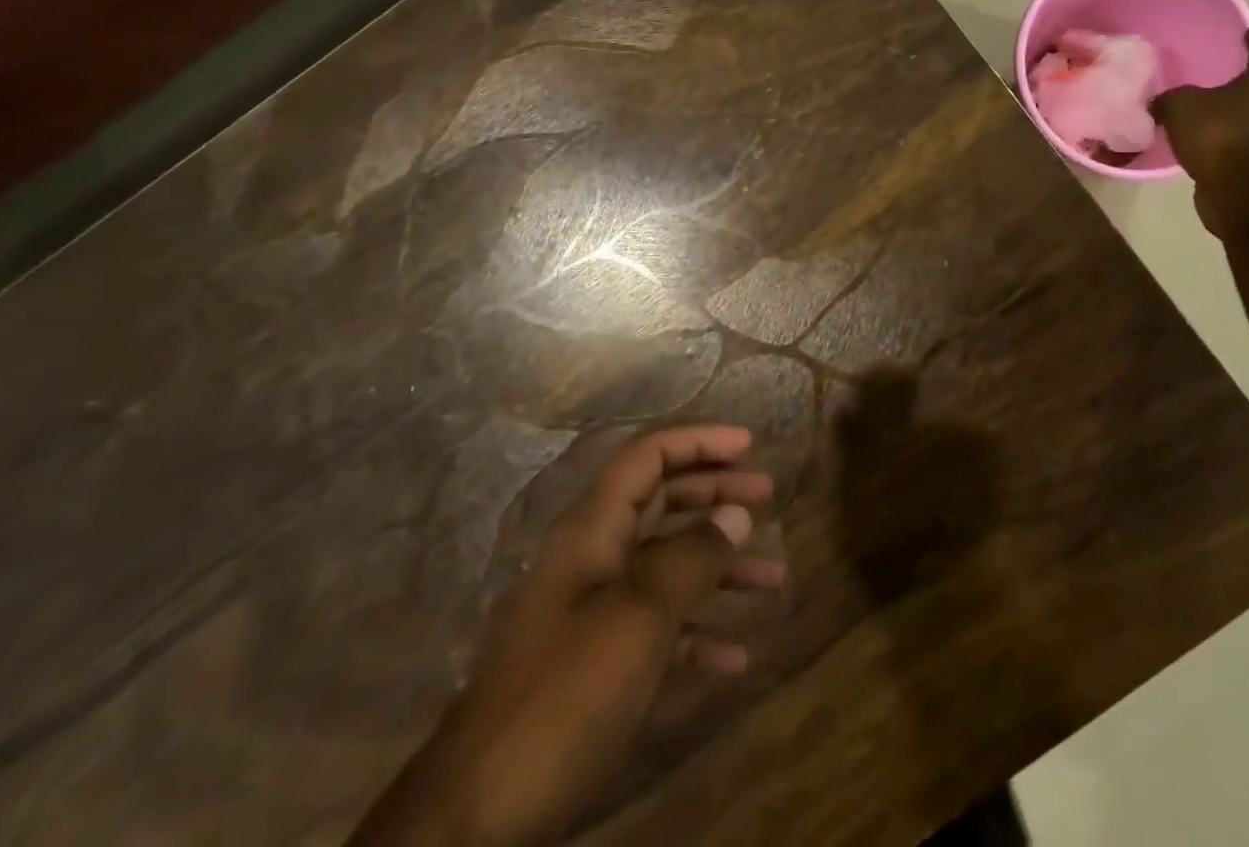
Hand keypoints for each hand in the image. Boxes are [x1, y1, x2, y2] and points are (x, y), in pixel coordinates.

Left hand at [350, 426, 783, 846]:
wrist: (475, 820)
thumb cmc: (563, 696)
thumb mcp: (638, 619)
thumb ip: (691, 558)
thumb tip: (735, 513)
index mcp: (591, 530)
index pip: (648, 456)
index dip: (698, 440)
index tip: (749, 444)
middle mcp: (592, 558)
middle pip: (660, 501)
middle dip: (715, 492)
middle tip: (768, 495)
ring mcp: (591, 613)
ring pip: (666, 564)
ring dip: (719, 564)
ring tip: (772, 576)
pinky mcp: (594, 666)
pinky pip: (657, 627)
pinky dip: (698, 631)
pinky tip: (736, 655)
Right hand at [1152, 27, 1248, 236]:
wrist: (1242, 193)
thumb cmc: (1219, 135)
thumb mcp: (1180, 107)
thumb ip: (1168, 99)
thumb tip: (1159, 103)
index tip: (1248, 33)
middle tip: (1224, 76)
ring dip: (1239, 113)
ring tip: (1209, 112)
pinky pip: (1247, 143)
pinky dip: (1231, 139)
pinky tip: (1206, 142)